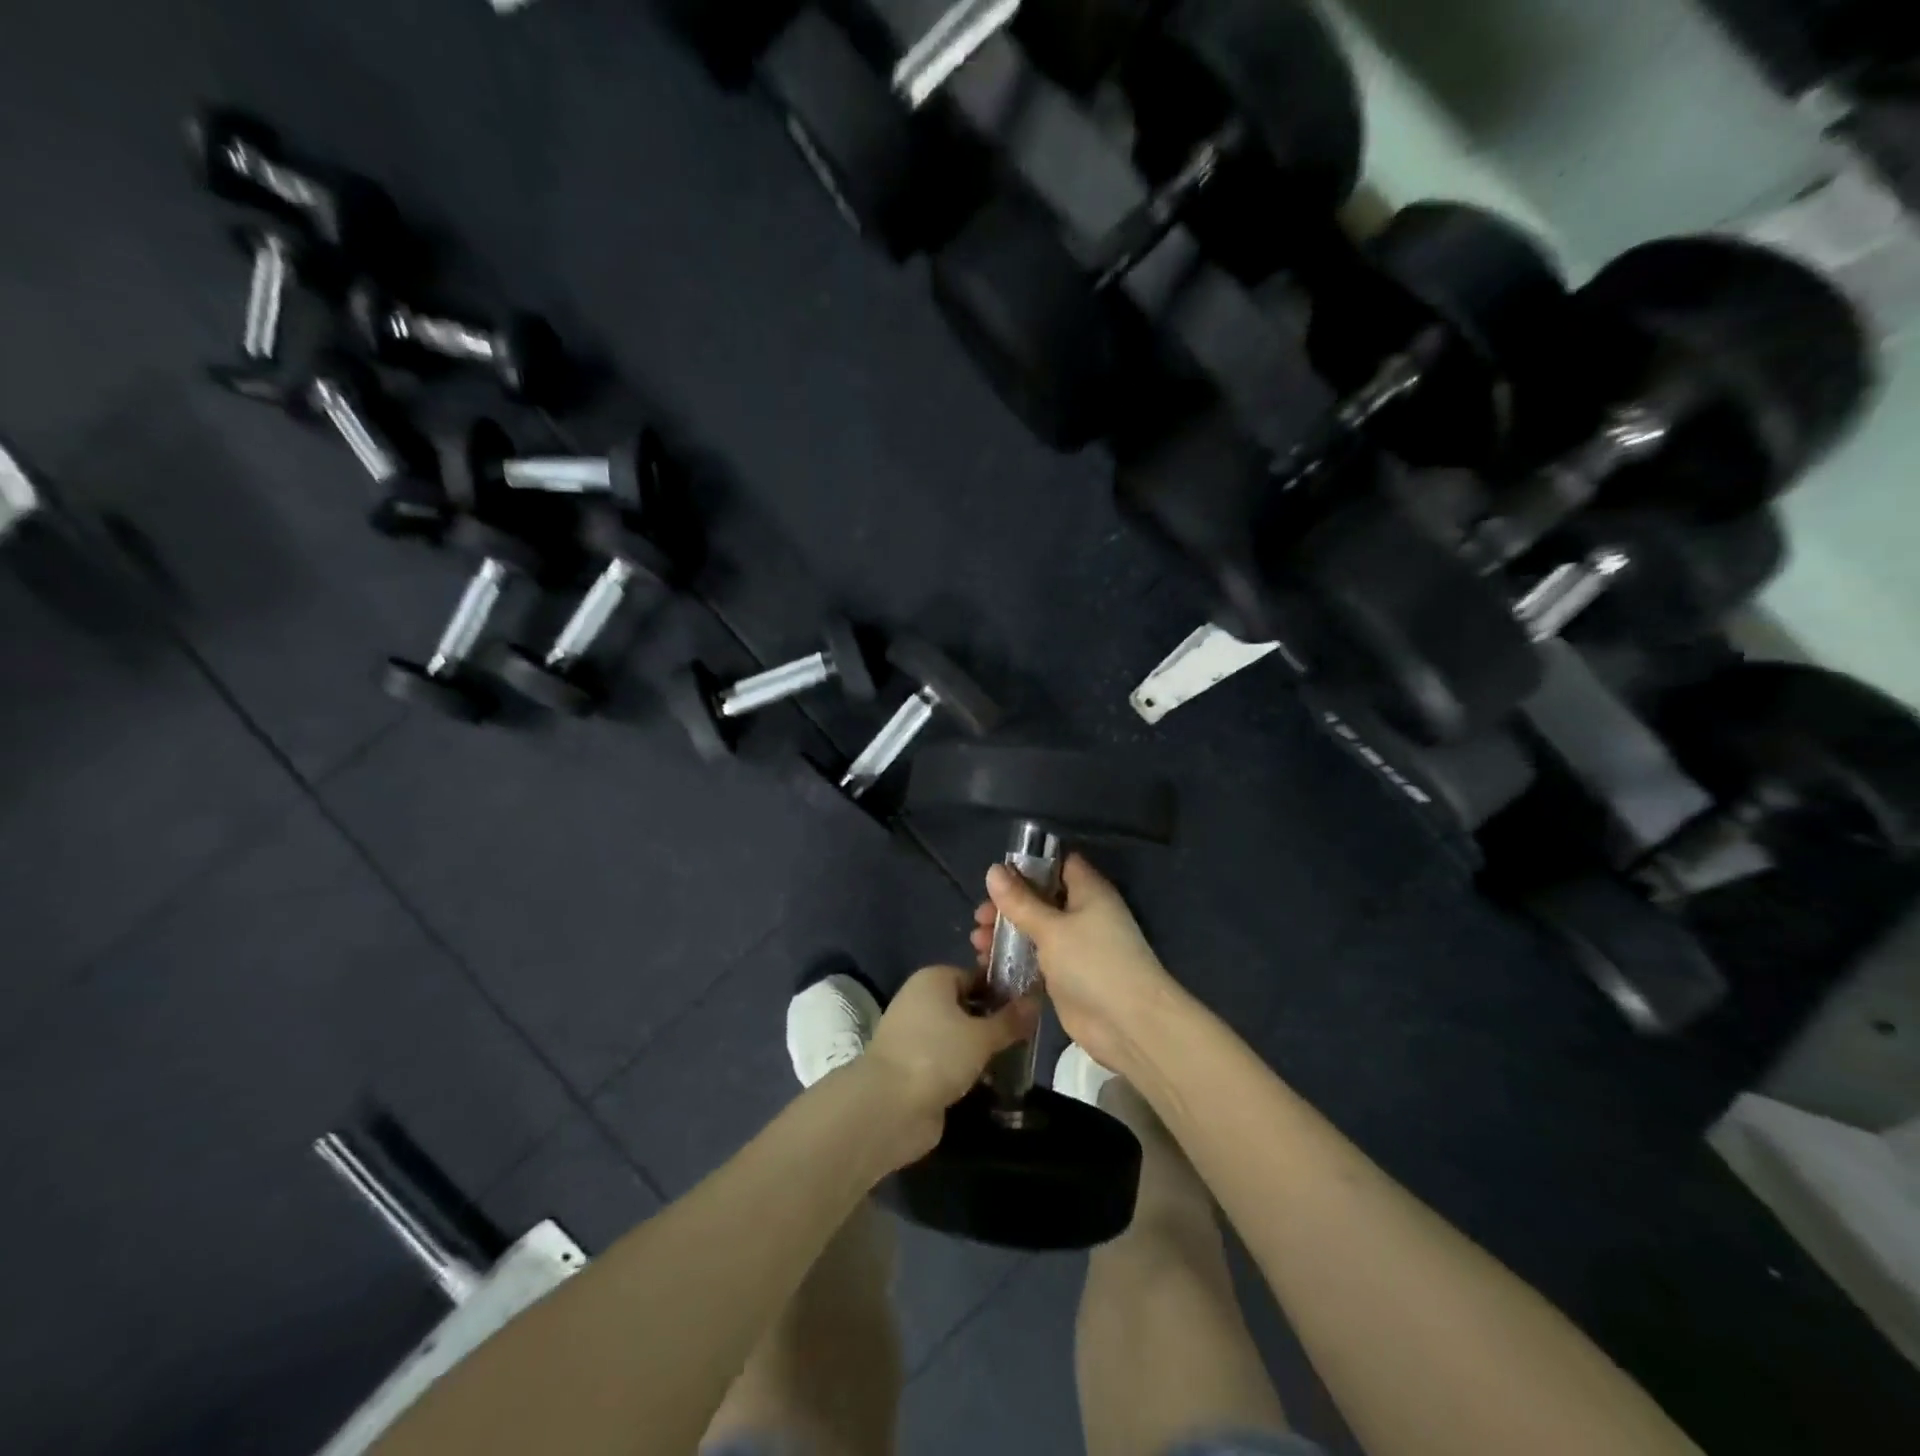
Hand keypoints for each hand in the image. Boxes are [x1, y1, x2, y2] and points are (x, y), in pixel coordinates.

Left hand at [861, 965, 1037, 1165]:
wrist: (889, 1106)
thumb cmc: (937, 1055)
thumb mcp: (982, 1036)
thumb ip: (1010, 1020)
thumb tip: (1036, 1000)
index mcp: (933, 979)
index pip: (976, 976)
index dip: (1002, 991)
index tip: (1029, 1010)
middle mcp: (921, 1001)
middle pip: (967, 1006)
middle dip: (994, 1023)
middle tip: (1026, 1038)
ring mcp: (915, 1036)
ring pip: (959, 1036)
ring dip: (983, 1050)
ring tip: (1016, 1062)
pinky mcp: (915, 1067)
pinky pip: (949, 1061)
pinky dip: (968, 1070)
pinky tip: (993, 1083)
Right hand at [969, 854, 1183, 1077]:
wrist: (1128, 1024)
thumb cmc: (1093, 963)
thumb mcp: (1051, 928)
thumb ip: (1020, 901)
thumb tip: (993, 870)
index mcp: (1088, 892)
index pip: (1059, 865)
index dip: (1030, 865)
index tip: (998, 873)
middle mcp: (1083, 914)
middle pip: (1040, 899)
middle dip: (1008, 905)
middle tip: (979, 916)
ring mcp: (1075, 947)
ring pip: (1034, 930)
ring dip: (1006, 933)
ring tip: (976, 941)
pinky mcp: (1065, 976)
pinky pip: (1034, 959)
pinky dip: (1013, 959)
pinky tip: (986, 963)